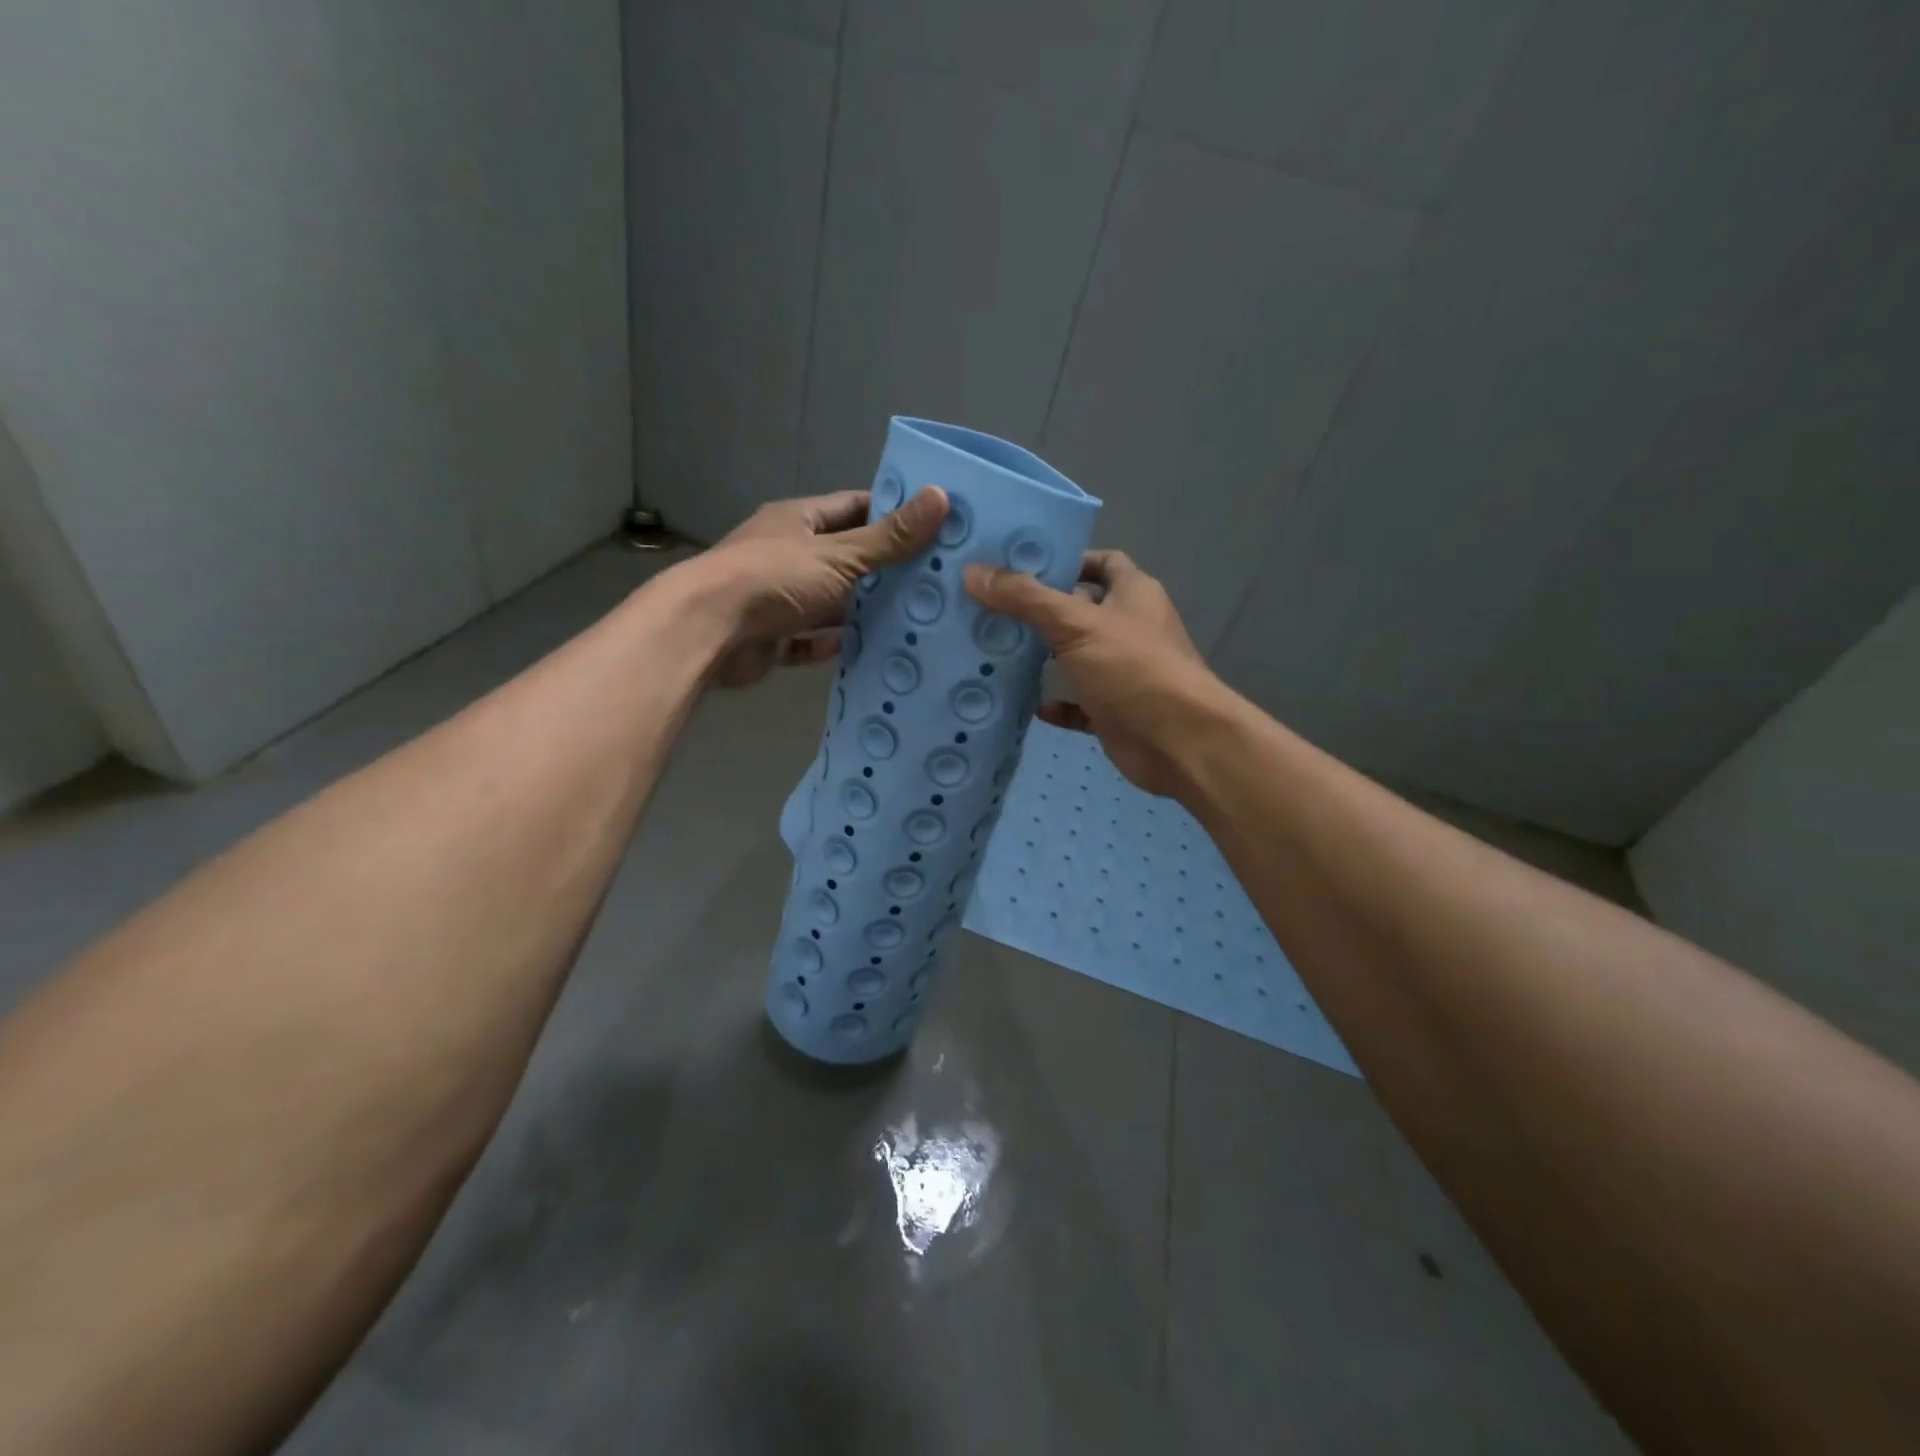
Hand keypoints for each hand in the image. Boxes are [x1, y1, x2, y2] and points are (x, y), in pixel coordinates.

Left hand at [686, 486, 948, 688]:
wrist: (708, 632)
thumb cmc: (774, 579)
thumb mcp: (840, 555)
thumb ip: (890, 537)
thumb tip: (942, 497)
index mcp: (797, 520)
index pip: (852, 507)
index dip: (889, 513)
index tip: (930, 526)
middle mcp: (785, 553)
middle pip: (842, 557)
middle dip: (880, 569)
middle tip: (929, 581)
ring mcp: (775, 596)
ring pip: (825, 602)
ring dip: (856, 611)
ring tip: (907, 620)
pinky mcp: (769, 637)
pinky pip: (806, 640)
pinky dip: (828, 645)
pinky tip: (859, 650)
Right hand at [964, 551, 1227, 797]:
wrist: (1179, 743)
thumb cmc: (1133, 669)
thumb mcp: (1076, 624)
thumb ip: (1025, 598)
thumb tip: (974, 573)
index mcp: (1133, 594)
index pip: (1102, 562)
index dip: (1067, 559)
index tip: (1020, 565)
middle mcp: (1130, 628)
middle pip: (1081, 610)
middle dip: (1041, 610)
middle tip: (991, 607)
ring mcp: (1122, 673)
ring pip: (1077, 658)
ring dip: (1044, 658)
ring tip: (995, 650)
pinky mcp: (1114, 712)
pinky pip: (1079, 704)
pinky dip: (1056, 704)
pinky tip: (1027, 704)